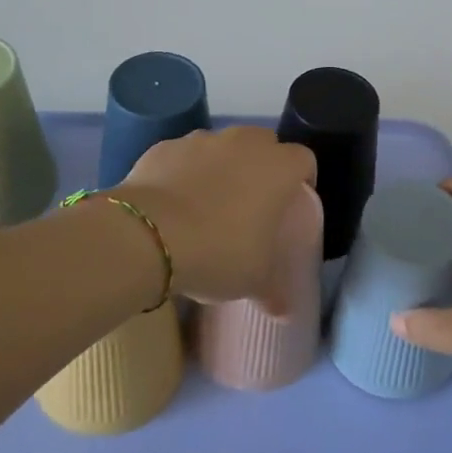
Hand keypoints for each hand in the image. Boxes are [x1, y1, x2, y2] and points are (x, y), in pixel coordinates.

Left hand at [121, 126, 317, 313]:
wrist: (147, 235)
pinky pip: (184, 156)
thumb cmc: (218, 252)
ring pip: (222, 146)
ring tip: (207, 204)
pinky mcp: (166, 146)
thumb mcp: (252, 281)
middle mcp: (244, 143)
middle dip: (262, 165)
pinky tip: (172, 204)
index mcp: (278, 169)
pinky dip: (183, 171)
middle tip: (252, 202)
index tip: (292, 203)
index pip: (304, 159)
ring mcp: (202, 140)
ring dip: (222, 166)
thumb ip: (273, 290)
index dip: (302, 179)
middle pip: (264, 143)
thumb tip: (283, 312)